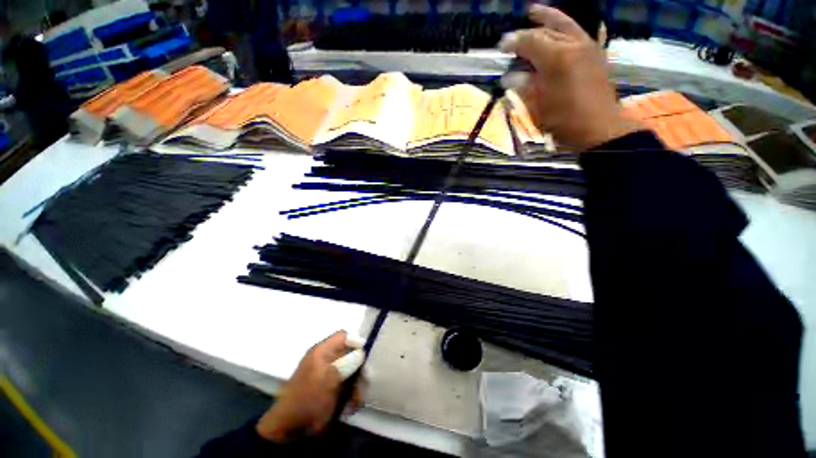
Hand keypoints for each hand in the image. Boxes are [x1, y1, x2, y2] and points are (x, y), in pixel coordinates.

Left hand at [256, 331, 364, 441]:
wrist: (288, 430)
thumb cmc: (307, 400)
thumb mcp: (328, 380)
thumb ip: (347, 364)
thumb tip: (362, 353)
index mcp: (322, 352)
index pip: (344, 336)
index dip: (356, 343)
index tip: (366, 356)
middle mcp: (326, 359)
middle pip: (350, 353)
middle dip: (359, 368)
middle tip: (365, 381)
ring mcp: (328, 374)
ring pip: (351, 370)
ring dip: (357, 384)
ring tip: (357, 399)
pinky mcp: (330, 388)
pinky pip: (346, 385)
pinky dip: (351, 394)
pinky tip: (352, 406)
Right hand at [500, 5, 641, 150]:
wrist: (599, 128)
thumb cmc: (564, 120)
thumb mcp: (538, 106)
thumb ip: (524, 86)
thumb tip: (510, 77)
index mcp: (557, 58)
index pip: (531, 41)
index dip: (514, 42)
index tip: (502, 46)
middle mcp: (574, 45)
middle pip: (549, 29)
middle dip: (530, 28)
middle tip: (515, 33)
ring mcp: (588, 47)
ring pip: (567, 25)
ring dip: (550, 18)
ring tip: (536, 13)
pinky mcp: (596, 54)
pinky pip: (579, 33)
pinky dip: (566, 28)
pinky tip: (560, 29)